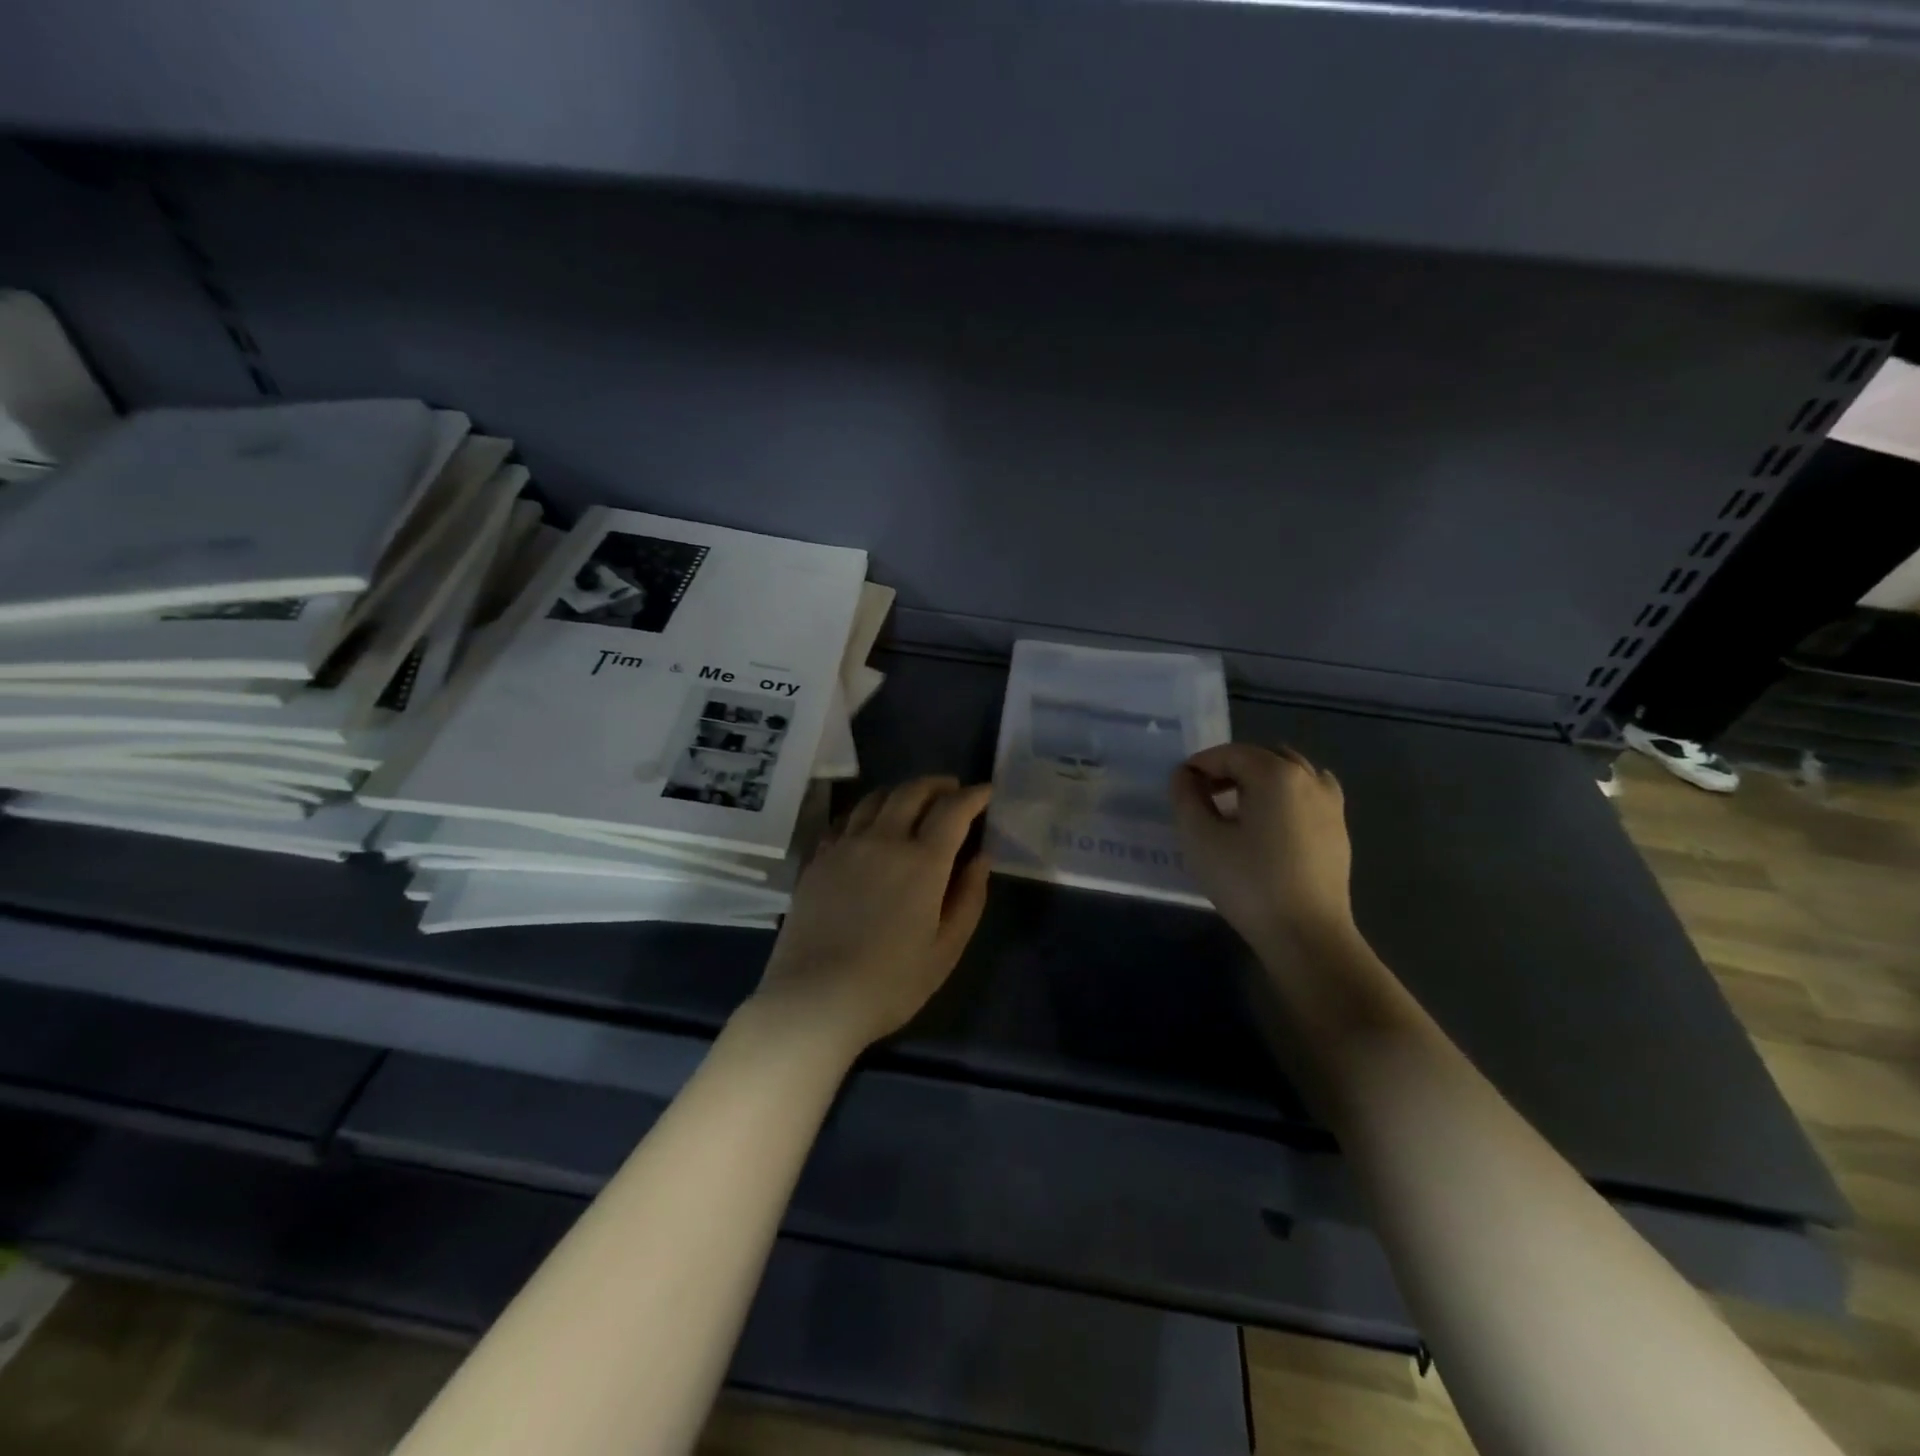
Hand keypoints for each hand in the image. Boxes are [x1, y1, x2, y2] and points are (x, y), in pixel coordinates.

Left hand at [752, 776, 992, 1054]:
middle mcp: (884, 840)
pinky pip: (846, 819)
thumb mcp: (946, 949)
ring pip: (876, 798)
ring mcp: (845, 846)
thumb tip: (981, 858)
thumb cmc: (890, 983)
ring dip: (901, 792)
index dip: (973, 796)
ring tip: (913, 803)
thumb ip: (968, 898)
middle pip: (912, 792)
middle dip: (938, 785)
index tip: (986, 793)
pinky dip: (867, 812)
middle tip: (952, 791)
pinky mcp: (818, 859)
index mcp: (922, 861)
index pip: (953, 810)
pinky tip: (870, 827)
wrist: (814, 999)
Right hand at [1170, 743, 1355, 954]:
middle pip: (1261, 758)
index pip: (1230, 753)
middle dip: (1229, 770)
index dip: (1200, 765)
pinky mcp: (1339, 830)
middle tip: (1204, 798)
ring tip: (1236, 812)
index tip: (1180, 788)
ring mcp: (1330, 804)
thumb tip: (1185, 776)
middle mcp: (1309, 778)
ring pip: (1288, 774)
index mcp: (1276, 773)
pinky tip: (1270, 825)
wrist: (1307, 935)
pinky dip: (1285, 798)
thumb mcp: (1200, 838)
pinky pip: (1308, 796)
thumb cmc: (1248, 882)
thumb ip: (1186, 798)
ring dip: (1259, 782)